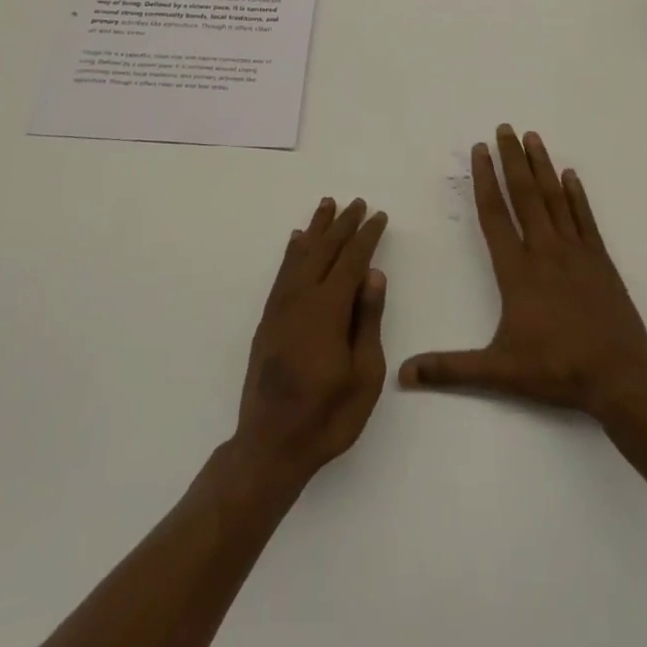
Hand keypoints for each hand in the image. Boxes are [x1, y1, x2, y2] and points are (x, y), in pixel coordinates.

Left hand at [233, 198, 388, 489]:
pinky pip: (282, 274)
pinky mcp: (268, 320)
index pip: (351, 261)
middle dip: (342, 225)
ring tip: (326, 205)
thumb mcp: (364, 374)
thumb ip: (367, 320)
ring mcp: (280, 308)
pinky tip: (296, 242)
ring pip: (300, 256)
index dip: (366, 236)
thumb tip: (373, 274)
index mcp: (328, 310)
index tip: (378, 216)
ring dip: (315, 230)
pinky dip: (292, 253)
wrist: (271, 444)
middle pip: (324, 251)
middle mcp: (301, 299)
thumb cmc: (328, 415)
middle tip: (356, 202)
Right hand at [400, 126, 646, 414]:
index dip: (484, 180)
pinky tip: (570, 175)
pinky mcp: (600, 260)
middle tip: (505, 128)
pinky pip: (585, 218)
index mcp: (517, 271)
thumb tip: (403, 375)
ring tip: (533, 137)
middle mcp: (545, 251)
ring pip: (555, 199)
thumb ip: (450, 369)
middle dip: (512, 159)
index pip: (495, 215)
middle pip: (525, 195)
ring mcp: (576, 252)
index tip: (479, 151)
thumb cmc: (555, 369)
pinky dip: (576, 194)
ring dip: (542, 166)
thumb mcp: (498, 371)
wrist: (619, 376)